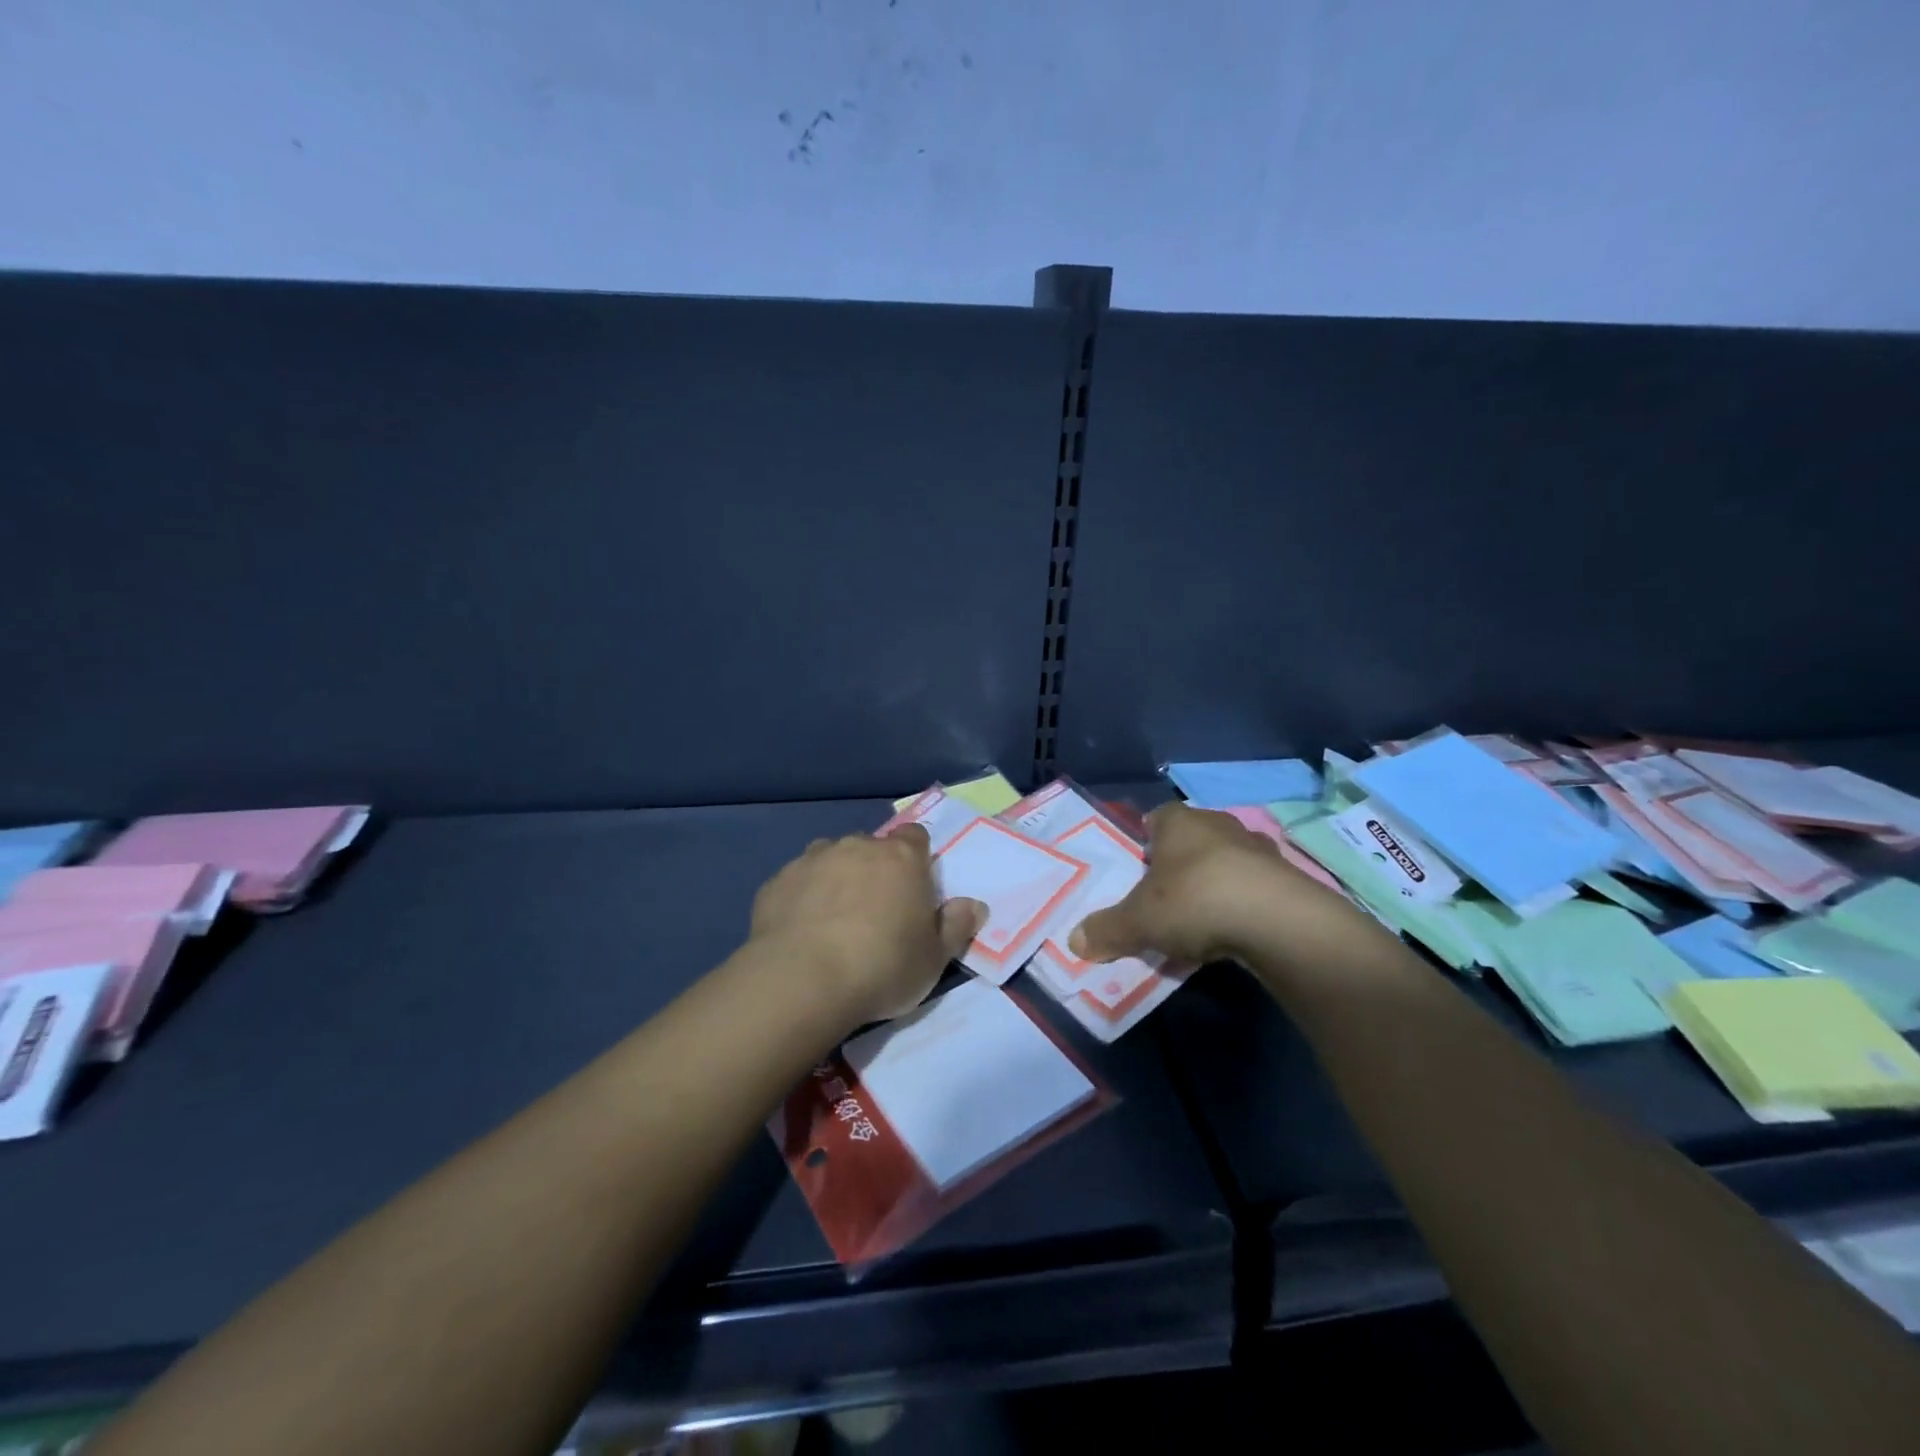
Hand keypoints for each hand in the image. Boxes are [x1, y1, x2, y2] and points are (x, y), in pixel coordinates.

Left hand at [750, 825, 985, 1023]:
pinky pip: (797, 882)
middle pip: (871, 848)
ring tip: (834, 921)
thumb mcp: (934, 959)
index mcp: (901, 858)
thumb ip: (956, 927)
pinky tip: (800, 931)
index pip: (915, 837)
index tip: (914, 890)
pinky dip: (803, 898)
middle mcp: (857, 847)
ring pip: (830, 858)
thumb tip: (974, 906)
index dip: (916, 859)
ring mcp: (812, 860)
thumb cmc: (882, 966)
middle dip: (874, 870)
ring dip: (836, 879)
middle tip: (875, 913)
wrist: (803, 980)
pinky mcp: (777, 881)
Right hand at [1068, 802, 1349, 965]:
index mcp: (1178, 821)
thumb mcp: (1138, 921)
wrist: (1278, 921)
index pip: (1154, 818)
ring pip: (1224, 862)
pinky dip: (1241, 904)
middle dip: (1177, 865)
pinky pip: (1252, 887)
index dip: (1144, 842)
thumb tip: (1074, 941)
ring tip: (1199, 920)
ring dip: (1213, 885)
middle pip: (1190, 840)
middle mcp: (1218, 824)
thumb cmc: (1194, 901)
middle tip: (1163, 899)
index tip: (1138, 869)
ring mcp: (1257, 848)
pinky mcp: (1286, 877)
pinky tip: (1233, 933)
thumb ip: (1106, 929)